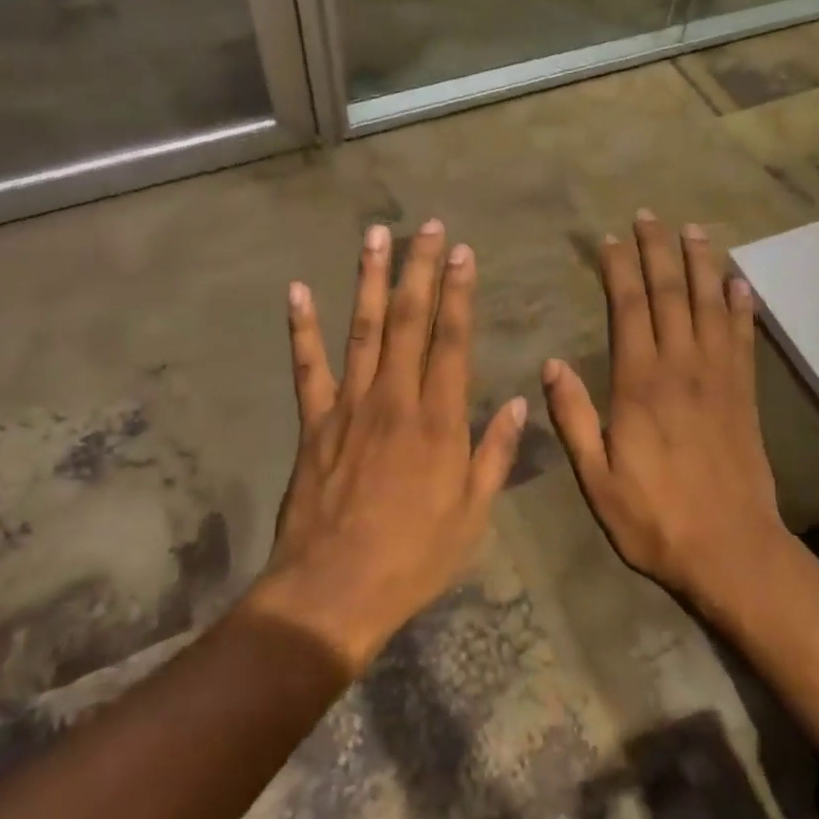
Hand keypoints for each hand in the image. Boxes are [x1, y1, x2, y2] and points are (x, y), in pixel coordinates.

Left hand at [263, 220, 527, 664]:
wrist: (333, 591)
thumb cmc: (414, 556)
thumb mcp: (473, 514)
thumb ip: (496, 454)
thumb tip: (520, 403)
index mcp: (439, 420)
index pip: (453, 340)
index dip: (460, 293)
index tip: (464, 253)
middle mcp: (394, 399)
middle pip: (409, 321)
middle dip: (420, 269)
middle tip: (427, 227)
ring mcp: (348, 406)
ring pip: (362, 329)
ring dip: (369, 279)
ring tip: (375, 235)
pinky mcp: (313, 423)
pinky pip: (307, 367)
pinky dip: (302, 328)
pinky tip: (297, 291)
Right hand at [542, 211, 785, 603]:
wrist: (730, 550)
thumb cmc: (653, 518)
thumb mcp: (595, 478)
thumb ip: (572, 418)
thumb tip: (550, 363)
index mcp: (639, 384)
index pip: (628, 309)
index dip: (619, 269)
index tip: (610, 240)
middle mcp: (681, 367)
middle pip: (669, 294)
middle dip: (658, 251)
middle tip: (649, 216)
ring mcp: (719, 378)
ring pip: (709, 305)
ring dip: (700, 264)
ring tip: (692, 230)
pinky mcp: (745, 394)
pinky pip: (743, 338)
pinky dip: (740, 307)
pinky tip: (738, 283)